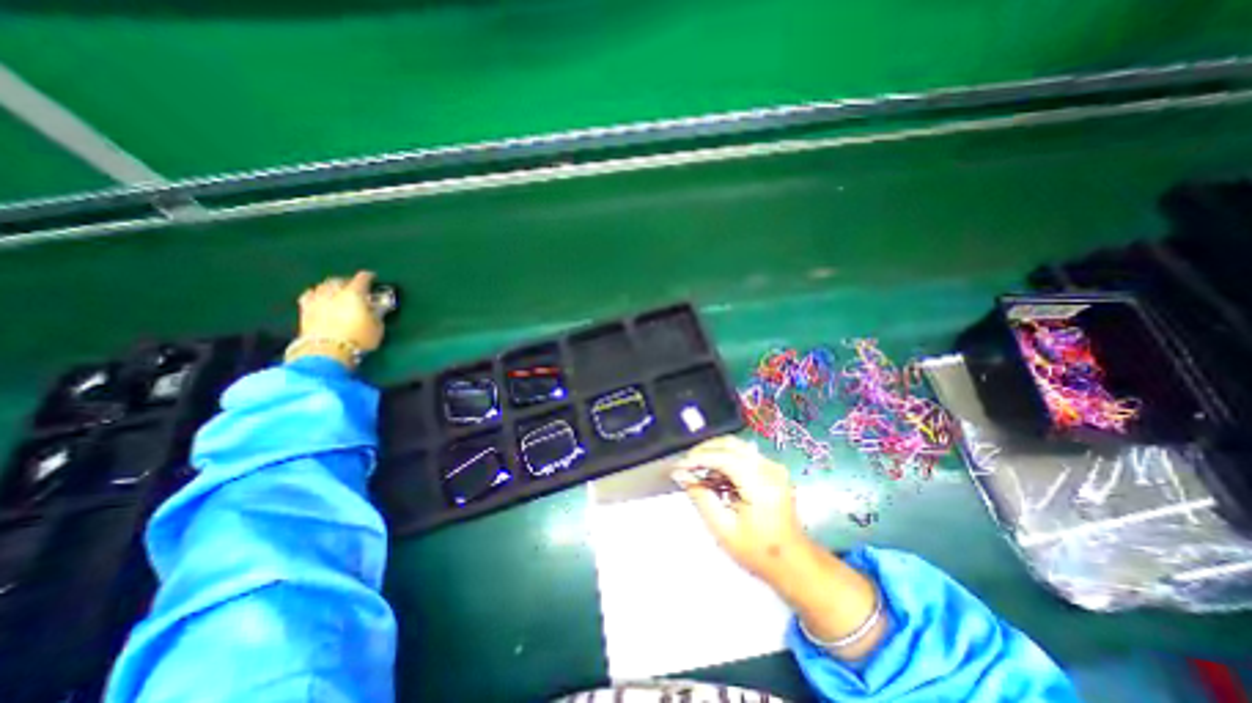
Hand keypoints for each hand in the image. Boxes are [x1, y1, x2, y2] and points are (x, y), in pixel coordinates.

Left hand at [293, 269, 383, 360]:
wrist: (327, 352)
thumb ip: (376, 313)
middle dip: (348, 281)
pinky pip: (309, 295)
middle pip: (340, 280)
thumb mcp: (377, 327)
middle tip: (355, 286)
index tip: (373, 277)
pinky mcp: (305, 310)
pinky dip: (316, 294)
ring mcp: (317, 300)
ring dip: (331, 286)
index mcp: (354, 293)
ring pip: (323, 286)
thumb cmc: (359, 339)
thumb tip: (376, 307)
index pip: (362, 279)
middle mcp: (334, 292)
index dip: (368, 277)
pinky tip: (319, 297)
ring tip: (337, 291)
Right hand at [675, 436, 810, 577]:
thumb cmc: (757, 551)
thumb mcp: (723, 528)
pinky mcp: (772, 469)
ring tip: (697, 470)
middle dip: (704, 451)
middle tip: (685, 465)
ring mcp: (773, 466)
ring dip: (714, 453)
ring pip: (736, 446)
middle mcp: (769, 468)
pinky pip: (743, 455)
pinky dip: (725, 460)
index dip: (699, 458)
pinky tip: (714, 476)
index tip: (679, 466)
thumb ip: (700, 496)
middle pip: (730, 444)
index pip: (724, 457)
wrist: (793, 562)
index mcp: (760, 484)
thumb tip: (680, 474)